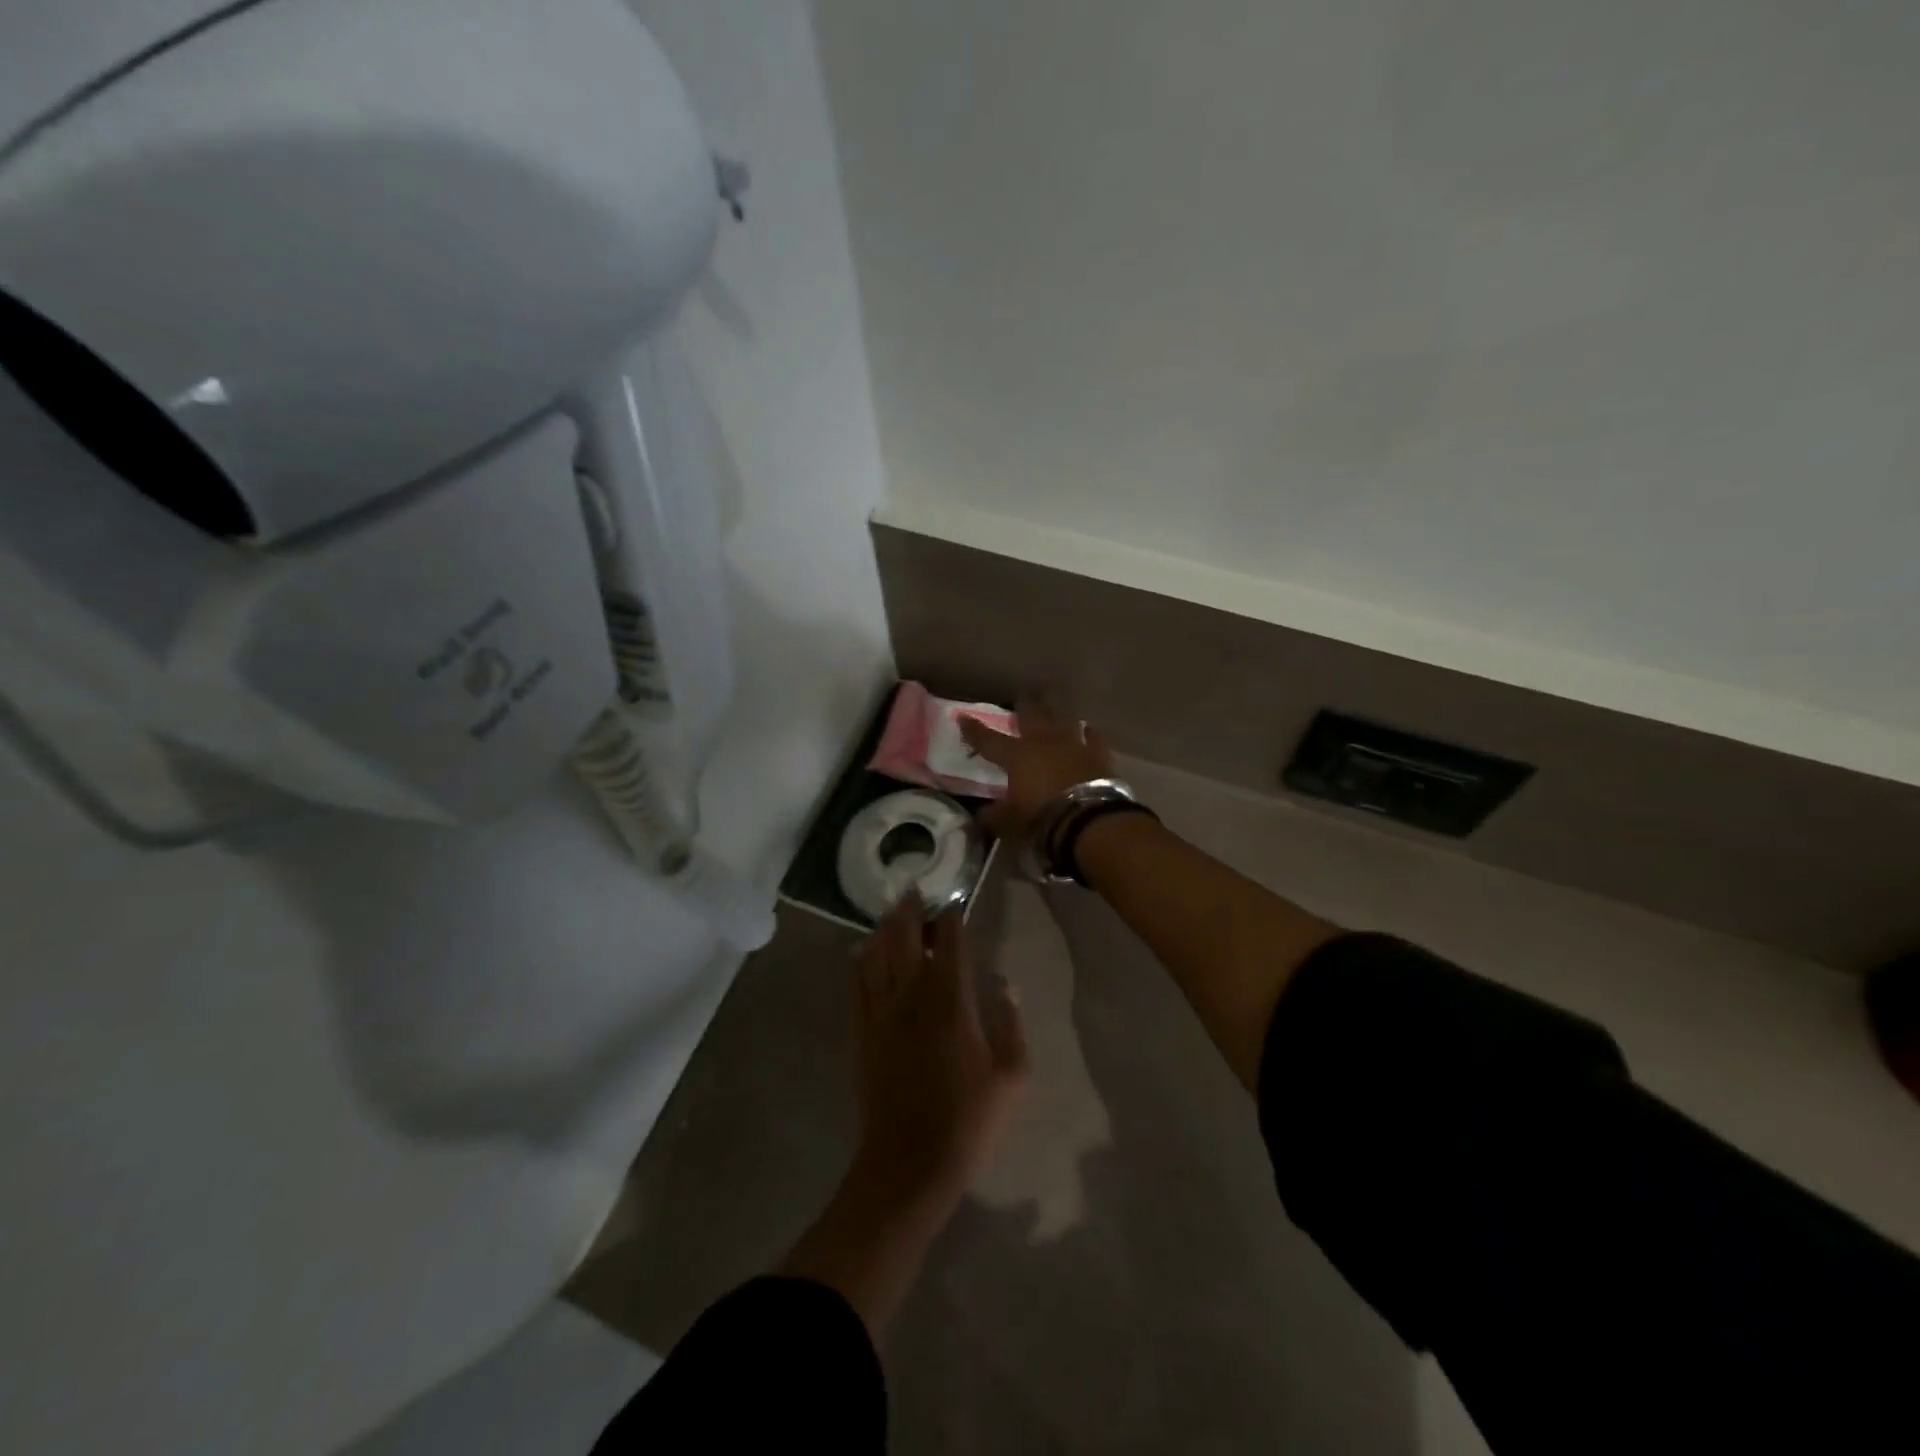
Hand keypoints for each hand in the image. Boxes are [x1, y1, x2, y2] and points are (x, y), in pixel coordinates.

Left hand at [850, 894, 1029, 1214]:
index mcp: (952, 1000)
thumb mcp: (1012, 1077)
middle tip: (911, 890)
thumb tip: (1005, 985)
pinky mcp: (861, 1033)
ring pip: (878, 955)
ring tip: (889, 912)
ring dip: (884, 929)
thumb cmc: (969, 1120)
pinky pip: (856, 985)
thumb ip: (1011, 1025)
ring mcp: (882, 1013)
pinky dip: (858, 962)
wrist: (909, 1164)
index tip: (953, 903)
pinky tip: (859, 950)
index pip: (950, 943)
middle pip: (906, 938)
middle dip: (910, 911)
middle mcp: (913, 995)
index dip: (951, 918)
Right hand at [959, 698, 1114, 847]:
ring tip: (1055, 704)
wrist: (1088, 820)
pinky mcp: (1098, 754)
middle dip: (1025, 705)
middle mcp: (1043, 742)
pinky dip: (1090, 732)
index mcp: (1017, 756)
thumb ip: (994, 816)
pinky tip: (1089, 728)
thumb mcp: (1010, 823)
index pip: (989, 740)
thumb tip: (981, 814)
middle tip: (1023, 697)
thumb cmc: (1042, 819)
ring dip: (1057, 711)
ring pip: (1064, 718)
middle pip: (1032, 715)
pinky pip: (1094, 737)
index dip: (974, 730)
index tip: (963, 717)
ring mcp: (1073, 744)